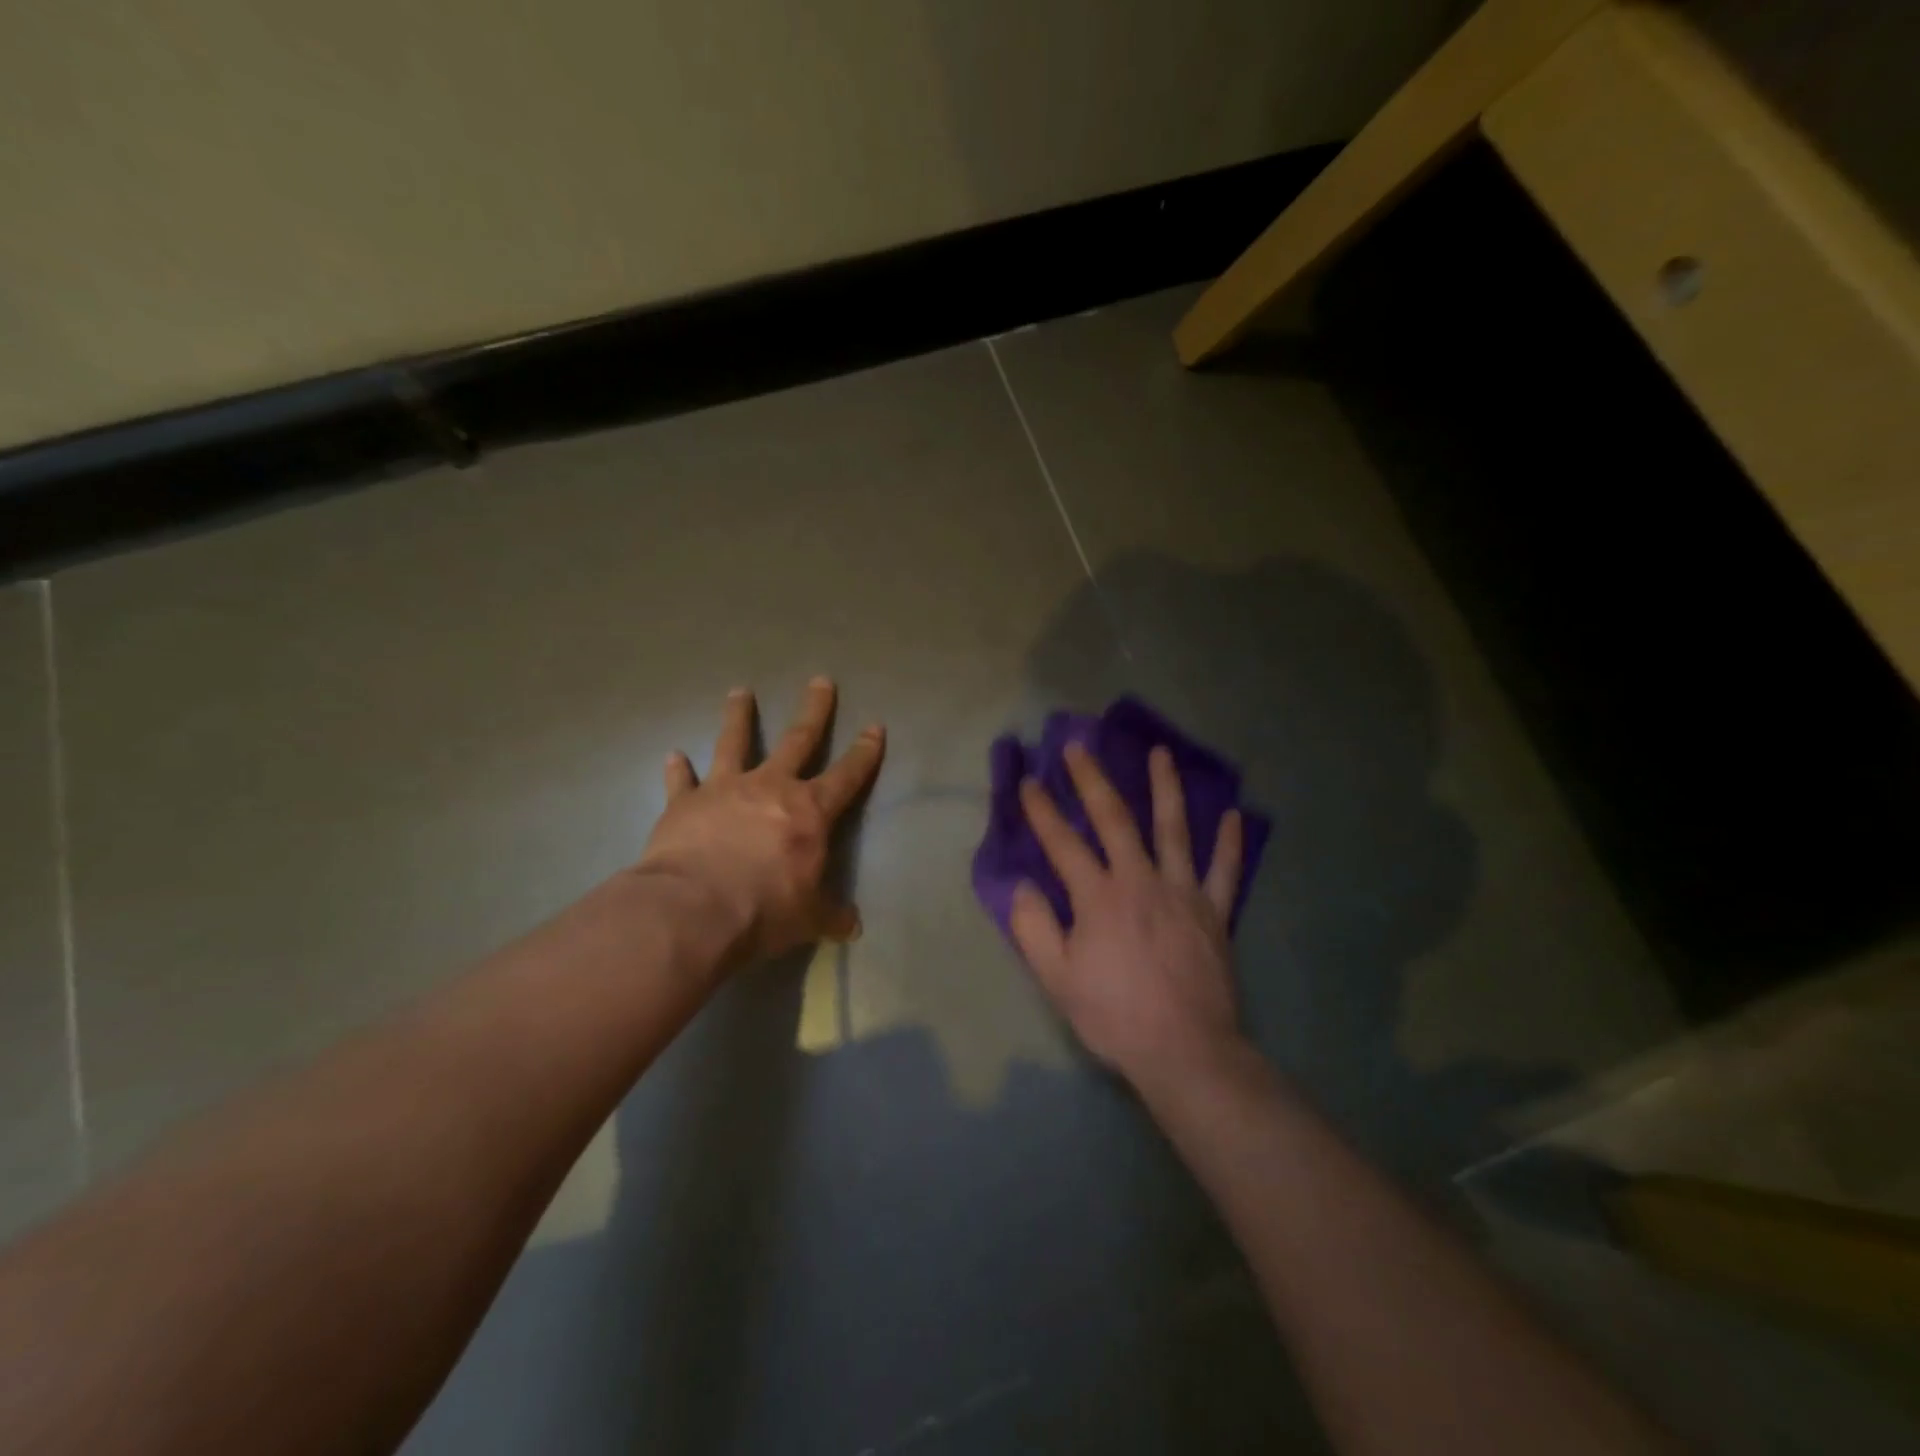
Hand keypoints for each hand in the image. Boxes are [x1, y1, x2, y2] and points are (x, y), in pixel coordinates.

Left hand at [636, 678, 883, 966]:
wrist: (695, 909)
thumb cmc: (765, 909)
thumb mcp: (809, 918)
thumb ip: (831, 915)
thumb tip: (853, 927)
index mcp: (810, 811)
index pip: (847, 775)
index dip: (865, 752)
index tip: (875, 726)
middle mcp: (771, 788)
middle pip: (798, 740)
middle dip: (813, 710)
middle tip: (820, 680)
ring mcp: (725, 790)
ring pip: (735, 743)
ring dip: (739, 717)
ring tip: (740, 692)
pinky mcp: (685, 803)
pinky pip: (682, 781)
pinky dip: (678, 769)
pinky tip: (673, 755)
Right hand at [1011, 741, 1246, 1088]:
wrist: (1185, 1050)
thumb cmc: (1114, 1015)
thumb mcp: (1057, 979)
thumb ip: (1034, 928)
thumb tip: (1023, 885)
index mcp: (1098, 897)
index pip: (1063, 843)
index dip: (1042, 810)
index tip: (1029, 781)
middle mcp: (1140, 880)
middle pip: (1115, 819)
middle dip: (1092, 780)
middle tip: (1079, 746)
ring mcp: (1182, 892)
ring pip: (1174, 829)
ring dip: (1165, 787)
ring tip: (1160, 753)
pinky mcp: (1214, 912)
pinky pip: (1225, 871)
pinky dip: (1230, 842)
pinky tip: (1234, 815)